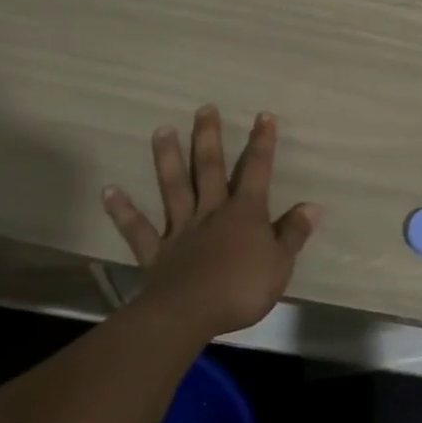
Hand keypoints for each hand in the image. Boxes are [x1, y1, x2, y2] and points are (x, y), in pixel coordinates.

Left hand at [103, 106, 321, 339]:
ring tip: (161, 129)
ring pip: (174, 187)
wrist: (189, 314)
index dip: (262, 143)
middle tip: (204, 108)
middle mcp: (211, 211)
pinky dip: (123, 210)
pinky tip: (109, 190)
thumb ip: (294, 233)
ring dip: (167, 158)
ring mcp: (181, 229)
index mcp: (244, 212)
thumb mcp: (280, 263)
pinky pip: (137, 229)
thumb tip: (313, 206)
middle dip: (209, 137)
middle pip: (209, 168)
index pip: (257, 170)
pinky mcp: (156, 252)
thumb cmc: (241, 289)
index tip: (263, 116)